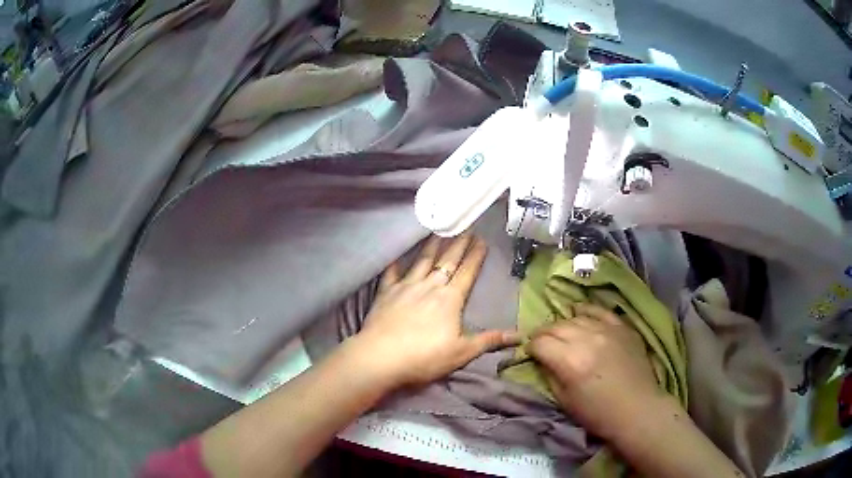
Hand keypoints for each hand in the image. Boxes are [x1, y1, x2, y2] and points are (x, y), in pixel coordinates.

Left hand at [352, 234, 519, 388]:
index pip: (467, 272)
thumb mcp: (462, 352)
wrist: (381, 357)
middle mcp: (429, 286)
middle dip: (458, 244)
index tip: (482, 240)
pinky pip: (391, 273)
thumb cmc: (425, 357)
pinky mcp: (385, 293)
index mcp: (449, 299)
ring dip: (431, 246)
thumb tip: (518, 336)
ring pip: (421, 261)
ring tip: (438, 232)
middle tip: (466, 228)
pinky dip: (396, 263)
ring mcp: (405, 287)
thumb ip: (488, 341)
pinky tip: (397, 256)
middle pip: (447, 261)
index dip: (475, 256)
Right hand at [527, 303, 667, 440]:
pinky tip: (579, 311)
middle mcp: (587, 339)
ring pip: (576, 317)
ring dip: (563, 324)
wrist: (636, 408)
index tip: (529, 353)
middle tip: (540, 341)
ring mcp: (607, 330)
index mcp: (569, 361)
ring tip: (560, 332)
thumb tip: (541, 359)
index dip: (530, 347)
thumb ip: (550, 375)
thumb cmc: (597, 413)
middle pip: (556, 326)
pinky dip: (587, 310)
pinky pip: (601, 311)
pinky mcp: (622, 327)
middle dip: (543, 333)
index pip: (540, 343)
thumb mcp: (564, 400)